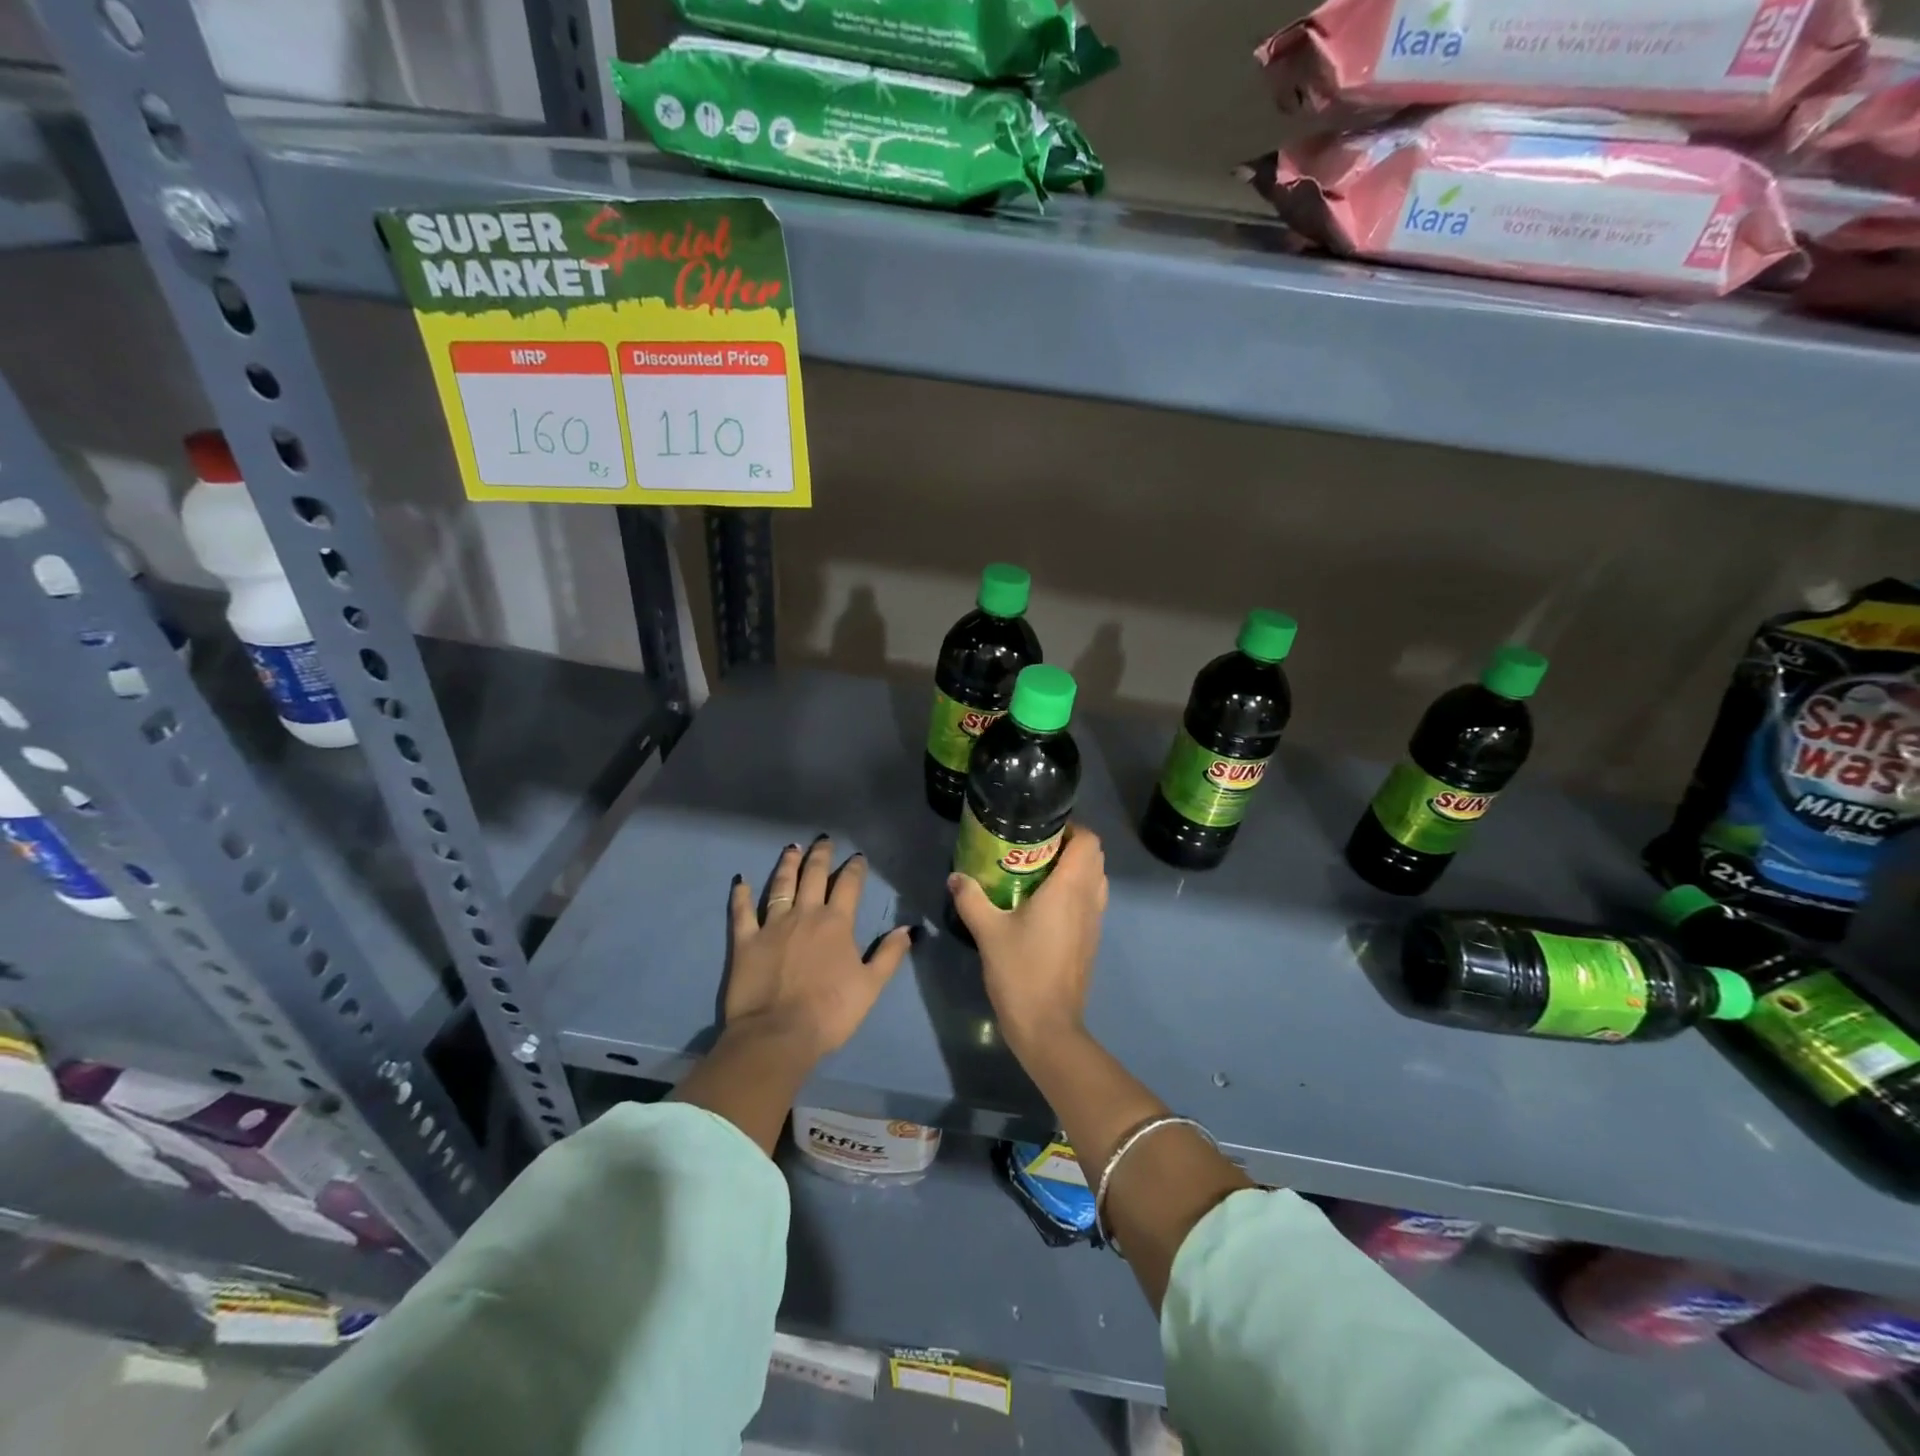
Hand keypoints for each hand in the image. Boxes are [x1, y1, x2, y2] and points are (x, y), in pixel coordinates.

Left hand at [724, 837, 913, 1061]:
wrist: (778, 1035)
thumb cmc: (830, 1012)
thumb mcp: (871, 986)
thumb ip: (889, 954)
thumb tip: (908, 928)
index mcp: (836, 923)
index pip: (848, 885)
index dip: (854, 868)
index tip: (857, 857)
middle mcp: (804, 914)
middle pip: (813, 876)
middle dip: (820, 856)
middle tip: (823, 840)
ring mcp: (772, 925)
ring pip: (780, 886)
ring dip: (787, 865)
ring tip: (792, 848)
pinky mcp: (745, 941)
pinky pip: (742, 912)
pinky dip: (741, 895)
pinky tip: (741, 881)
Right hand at [948, 825, 1106, 1055]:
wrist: (1048, 1026)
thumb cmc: (1021, 972)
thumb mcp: (988, 932)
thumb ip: (971, 899)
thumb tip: (956, 877)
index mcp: (1069, 888)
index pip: (1088, 841)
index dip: (1072, 828)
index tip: (1042, 828)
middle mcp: (1088, 899)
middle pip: (1095, 857)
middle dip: (1071, 845)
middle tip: (1035, 847)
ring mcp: (1094, 921)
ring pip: (1095, 879)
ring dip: (1076, 868)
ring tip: (1039, 872)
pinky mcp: (1091, 940)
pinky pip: (1091, 901)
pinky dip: (1076, 891)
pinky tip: (1043, 904)